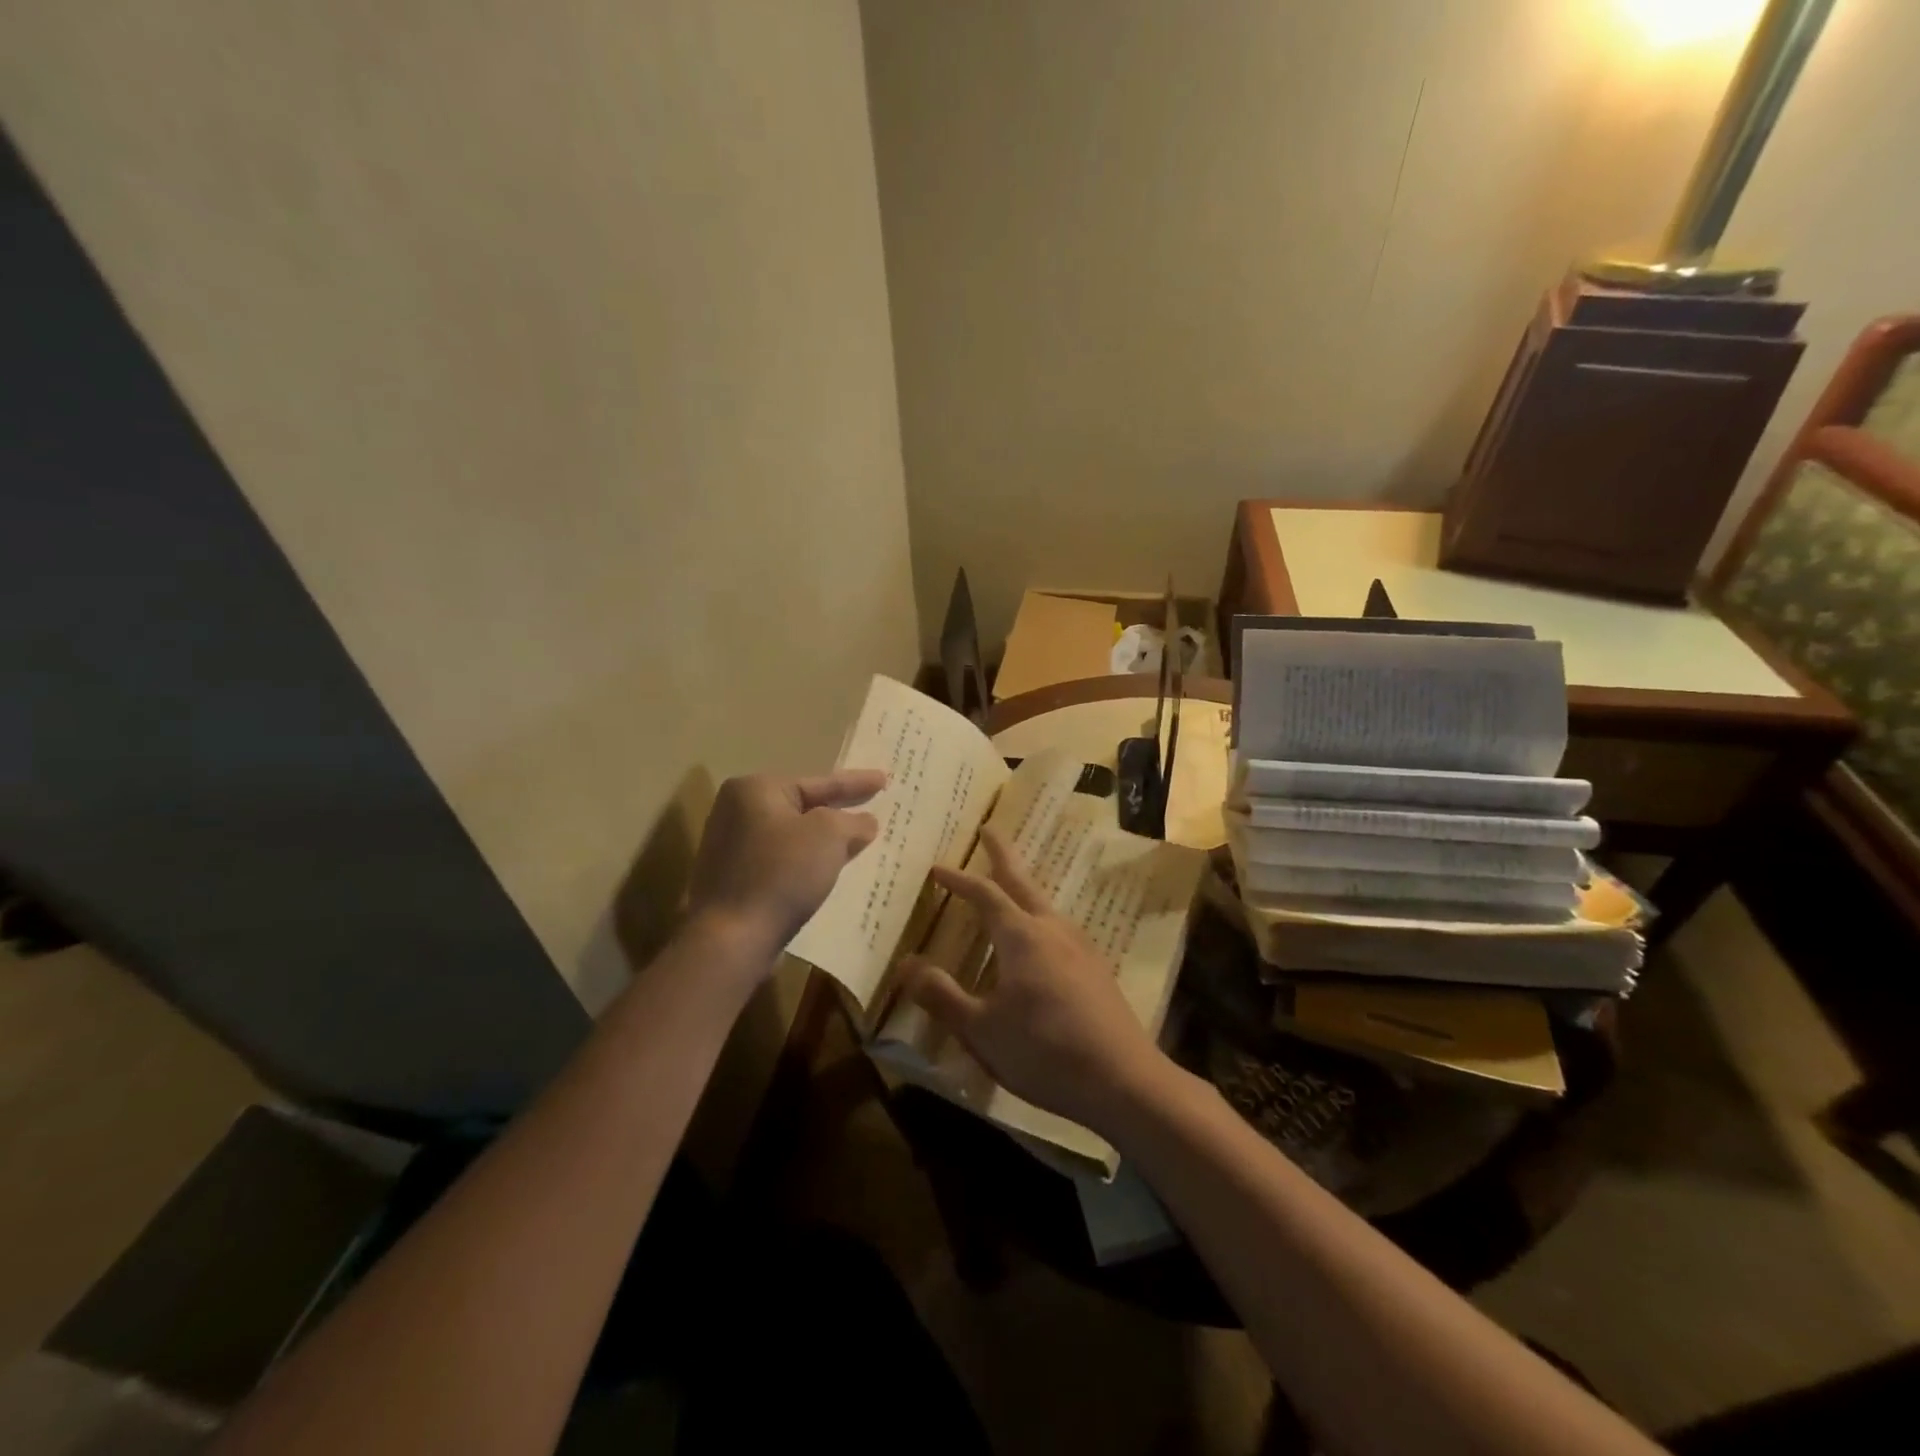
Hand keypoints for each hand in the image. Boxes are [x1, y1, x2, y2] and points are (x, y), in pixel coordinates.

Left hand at [685, 770, 885, 968]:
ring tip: (858, 840)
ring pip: (793, 836)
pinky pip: (782, 861)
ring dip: (824, 841)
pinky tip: (828, 871)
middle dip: (838, 811)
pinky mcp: (734, 880)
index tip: (884, 779)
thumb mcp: (829, 836)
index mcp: (755, 790)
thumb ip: (852, 822)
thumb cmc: (782, 873)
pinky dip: (806, 862)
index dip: (855, 782)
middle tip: (871, 806)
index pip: (818, 782)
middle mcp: (736, 812)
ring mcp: (731, 848)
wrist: (732, 938)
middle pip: (802, 807)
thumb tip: (865, 823)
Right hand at [900, 827, 1166, 1133]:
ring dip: (1022, 885)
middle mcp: (1052, 929)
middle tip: (989, 829)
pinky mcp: (1095, 967)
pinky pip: (1058, 926)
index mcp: (1022, 936)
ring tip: (1009, 883)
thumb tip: (906, 964)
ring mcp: (1080, 946)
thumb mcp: (981, 1030)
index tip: (937, 868)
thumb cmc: (1044, 1052)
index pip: (984, 894)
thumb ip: (942, 996)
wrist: (1123, 1080)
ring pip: (1044, 903)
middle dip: (1002, 854)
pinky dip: (1038, 914)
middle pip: (1022, 880)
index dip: (959, 880)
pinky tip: (1039, 938)